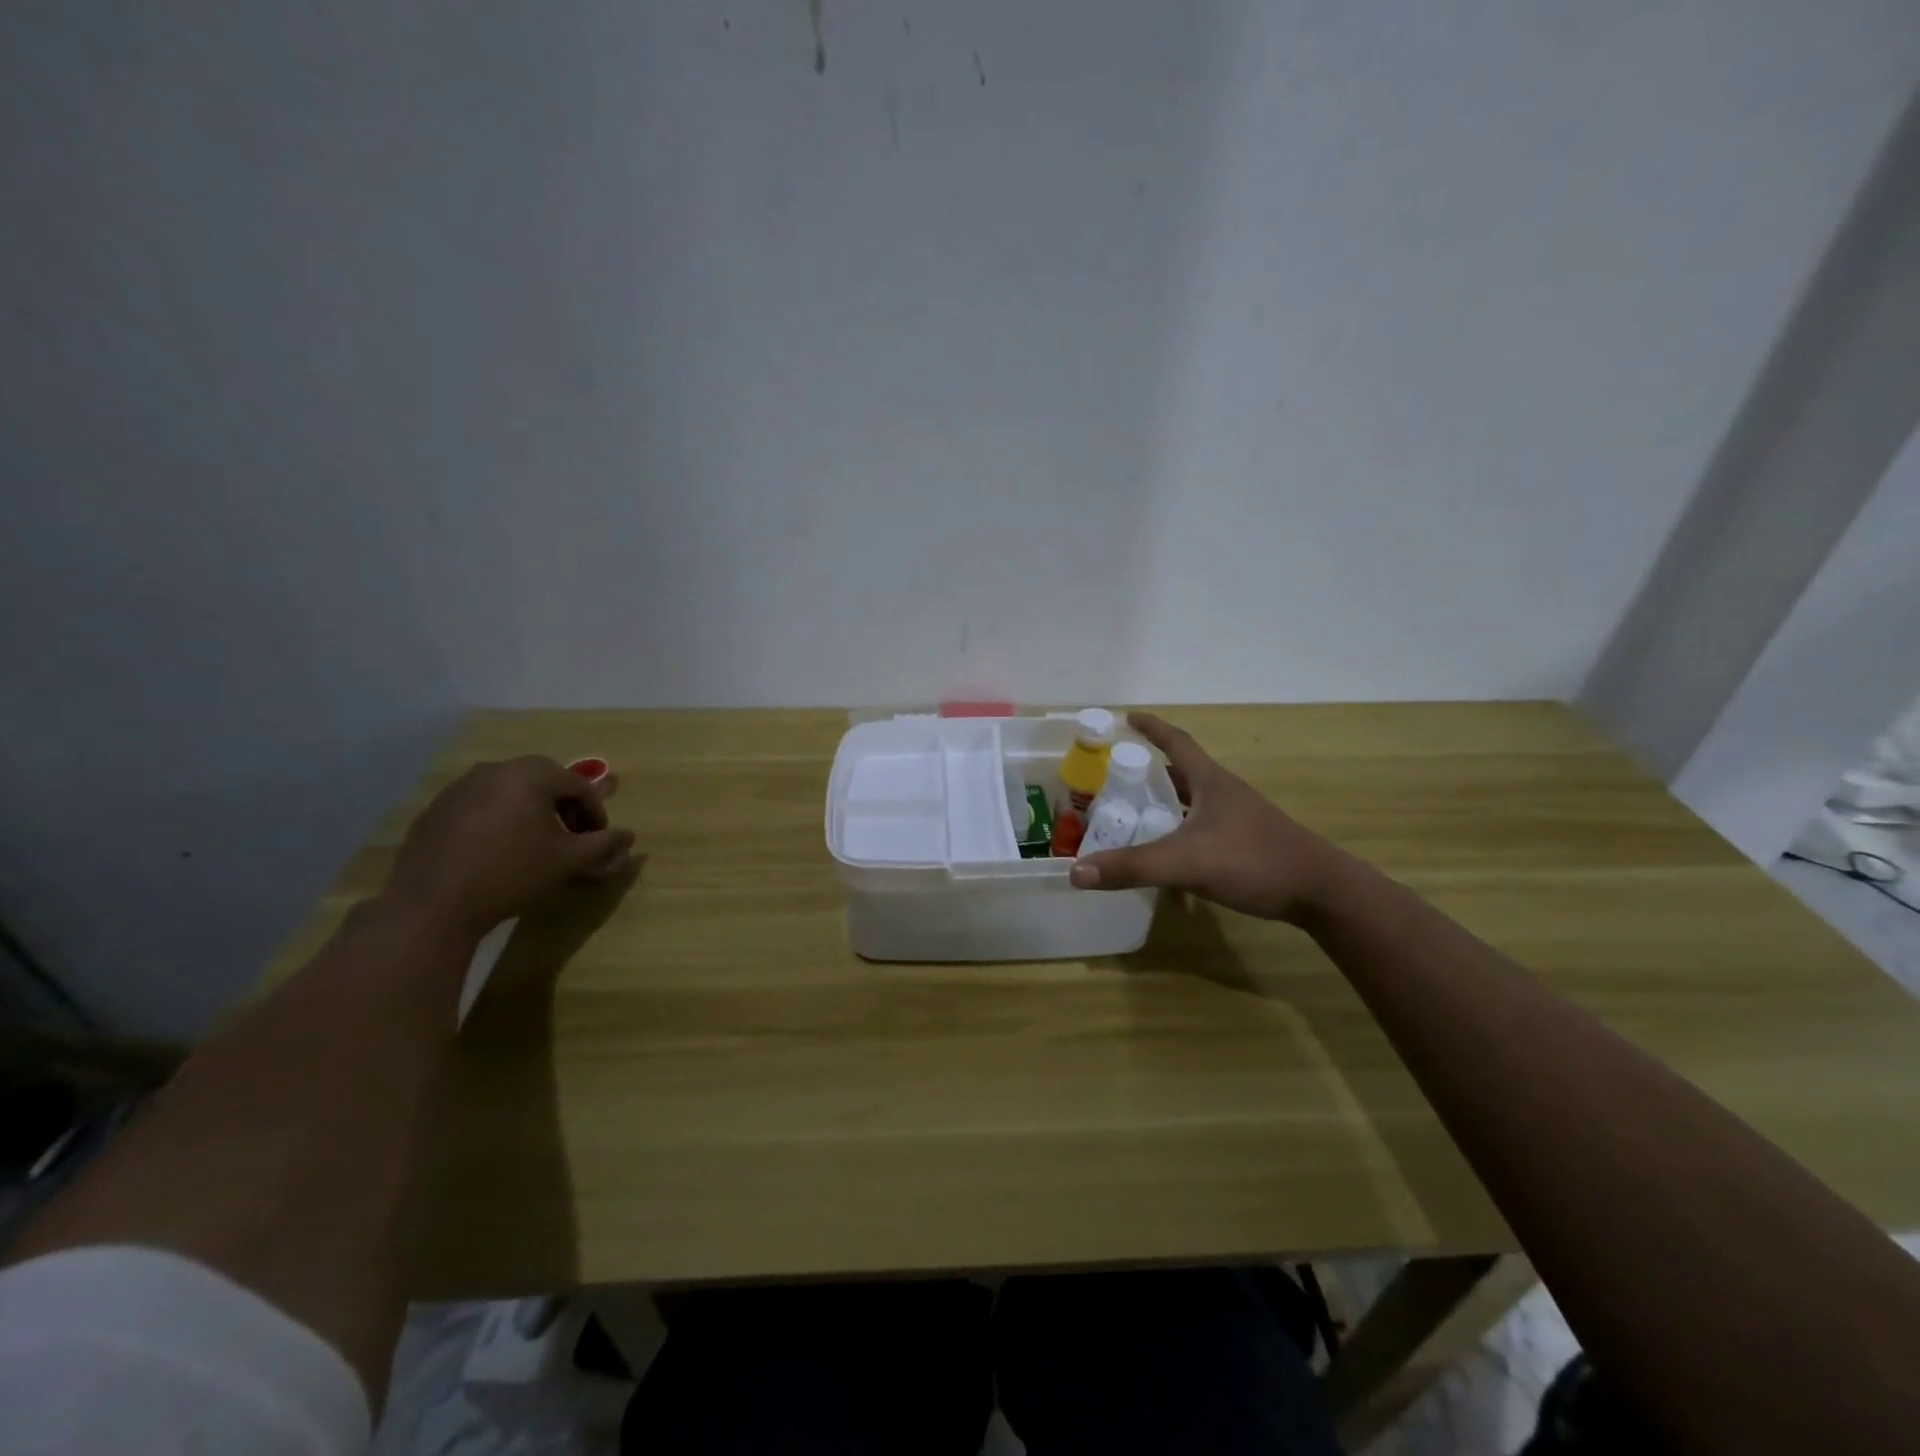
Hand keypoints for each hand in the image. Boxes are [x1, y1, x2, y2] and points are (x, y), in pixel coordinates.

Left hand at [385, 757, 637, 936]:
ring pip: (510, 790)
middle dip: (564, 805)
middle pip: (543, 779)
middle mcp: (494, 771)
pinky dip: (499, 819)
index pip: (577, 784)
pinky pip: (480, 805)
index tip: (598, 839)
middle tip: (571, 836)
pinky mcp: (436, 810)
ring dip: (531, 810)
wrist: (433, 905)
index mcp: (529, 775)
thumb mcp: (568, 860)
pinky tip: (498, 851)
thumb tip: (629, 837)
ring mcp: (459, 788)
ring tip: (535, 844)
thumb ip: (603, 844)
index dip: (595, 811)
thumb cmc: (512, 874)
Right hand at [1069, 713, 1344, 922]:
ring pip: (1193, 801)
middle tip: (1116, 776)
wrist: (1321, 892)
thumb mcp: (1186, 862)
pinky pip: (1203, 826)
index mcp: (1211, 782)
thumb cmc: (1254, 861)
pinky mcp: (1247, 842)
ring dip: (1166, 801)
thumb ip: (1132, 867)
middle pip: (1182, 771)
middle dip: (1150, 769)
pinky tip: (1169, 853)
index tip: (1127, 717)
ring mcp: (1239, 818)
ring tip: (1134, 812)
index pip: (1177, 742)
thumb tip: (1076, 872)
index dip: (1151, 727)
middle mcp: (1225, 793)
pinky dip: (1180, 830)